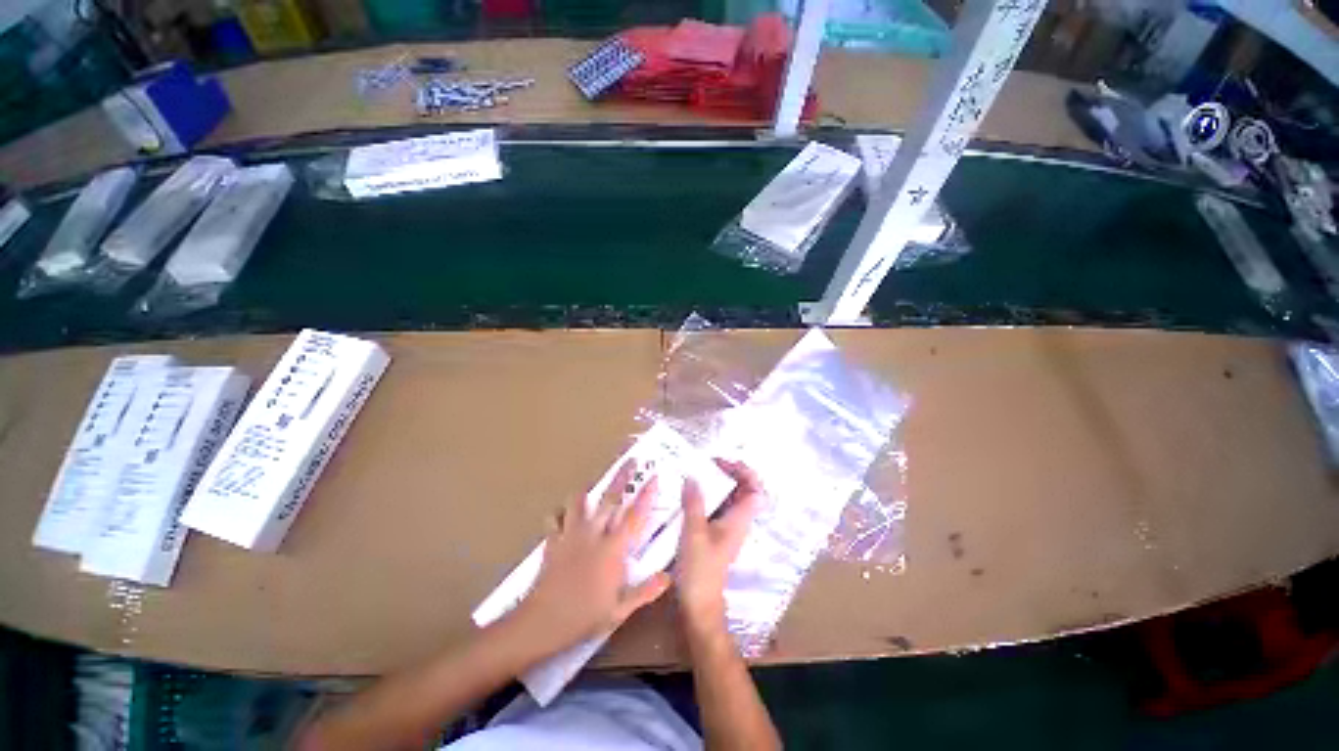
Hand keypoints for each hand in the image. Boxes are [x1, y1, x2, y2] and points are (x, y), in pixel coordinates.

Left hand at [509, 462, 671, 653]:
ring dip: (588, 492)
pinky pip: (555, 519)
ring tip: (593, 486)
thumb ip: (645, 591)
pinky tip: (564, 516)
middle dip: (621, 479)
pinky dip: (561, 513)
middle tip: (631, 460)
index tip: (654, 477)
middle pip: (608, 501)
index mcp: (613, 552)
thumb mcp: (621, 610)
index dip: (645, 497)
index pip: (634, 518)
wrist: (545, 619)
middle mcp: (591, 538)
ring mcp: (568, 537)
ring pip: (578, 503)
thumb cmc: (586, 617)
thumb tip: (668, 577)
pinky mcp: (551, 543)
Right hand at [675, 460, 764, 631]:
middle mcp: (737, 524)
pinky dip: (704, 501)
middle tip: (703, 465)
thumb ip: (694, 503)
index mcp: (740, 520)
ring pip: (727, 502)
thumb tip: (693, 476)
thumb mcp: (694, 532)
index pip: (756, 490)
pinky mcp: (713, 539)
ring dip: (714, 487)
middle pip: (742, 493)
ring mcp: (725, 532)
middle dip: (727, 475)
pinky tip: (684, 499)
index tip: (721, 462)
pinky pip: (714, 512)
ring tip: (691, 476)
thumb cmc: (700, 568)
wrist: (698, 601)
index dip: (744, 472)